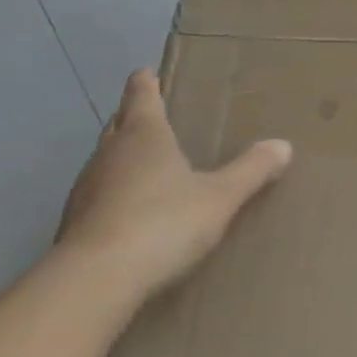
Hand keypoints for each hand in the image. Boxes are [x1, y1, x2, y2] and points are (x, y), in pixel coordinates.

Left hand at [54, 69, 291, 311]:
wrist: (93, 284)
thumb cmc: (162, 223)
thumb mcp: (220, 197)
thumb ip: (251, 170)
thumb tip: (283, 145)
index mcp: (144, 136)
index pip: (142, 97)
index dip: (145, 84)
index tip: (145, 72)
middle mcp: (109, 155)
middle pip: (118, 126)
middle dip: (132, 118)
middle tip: (149, 114)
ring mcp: (85, 191)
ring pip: (104, 162)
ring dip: (120, 158)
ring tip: (143, 163)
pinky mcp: (72, 227)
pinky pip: (96, 197)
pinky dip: (112, 195)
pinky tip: (128, 212)